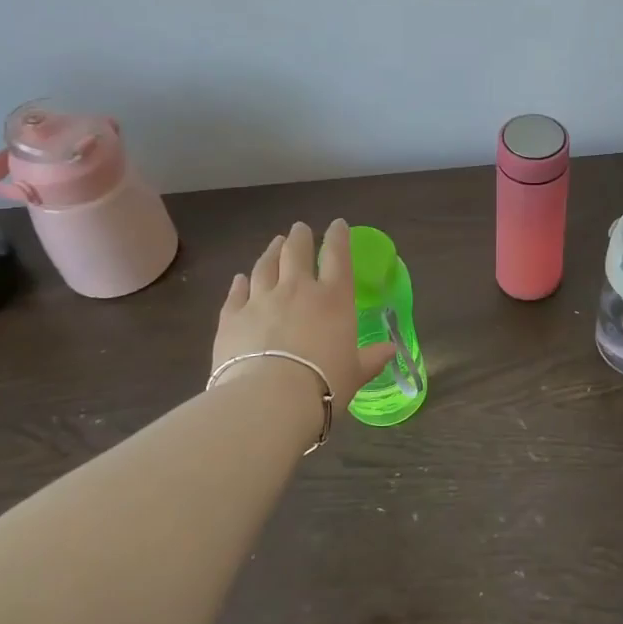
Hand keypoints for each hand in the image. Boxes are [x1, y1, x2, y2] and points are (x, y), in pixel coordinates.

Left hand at [213, 220, 395, 411]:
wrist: (269, 399)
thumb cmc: (324, 384)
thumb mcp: (356, 373)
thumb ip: (372, 358)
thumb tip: (391, 350)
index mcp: (333, 299)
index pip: (338, 257)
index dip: (338, 238)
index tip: (337, 225)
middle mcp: (297, 290)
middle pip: (296, 252)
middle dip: (300, 237)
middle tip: (299, 229)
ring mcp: (261, 300)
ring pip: (265, 266)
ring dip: (271, 252)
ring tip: (274, 244)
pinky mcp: (231, 318)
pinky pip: (236, 293)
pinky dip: (239, 283)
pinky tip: (240, 278)